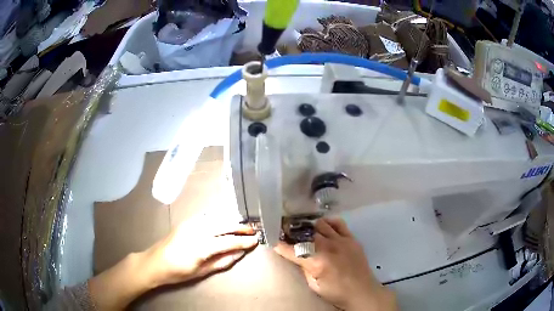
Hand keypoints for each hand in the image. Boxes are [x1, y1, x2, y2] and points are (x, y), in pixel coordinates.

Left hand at [141, 218, 258, 286]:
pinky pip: (207, 215)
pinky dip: (219, 217)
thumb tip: (239, 253)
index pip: (228, 241)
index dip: (243, 241)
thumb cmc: (178, 272)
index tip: (256, 241)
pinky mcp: (186, 221)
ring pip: (216, 217)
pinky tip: (225, 220)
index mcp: (201, 246)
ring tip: (242, 225)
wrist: (155, 262)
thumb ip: (222, 261)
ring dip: (231, 220)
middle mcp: (197, 230)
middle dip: (240, 227)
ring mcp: (190, 223)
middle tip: (253, 230)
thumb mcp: (202, 271)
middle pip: (224, 225)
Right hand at [274, 218, 396, 310]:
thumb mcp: (314, 285)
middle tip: (285, 232)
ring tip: (303, 228)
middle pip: (305, 233)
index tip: (273, 241)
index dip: (280, 245)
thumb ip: (305, 269)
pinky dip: (328, 222)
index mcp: (317, 262)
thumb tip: (299, 257)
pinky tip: (323, 226)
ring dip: (309, 226)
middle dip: (292, 232)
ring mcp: (341, 240)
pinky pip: (338, 223)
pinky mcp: (351, 238)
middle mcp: (328, 247)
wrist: (362, 291)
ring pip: (320, 224)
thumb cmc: (336, 292)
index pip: (293, 250)